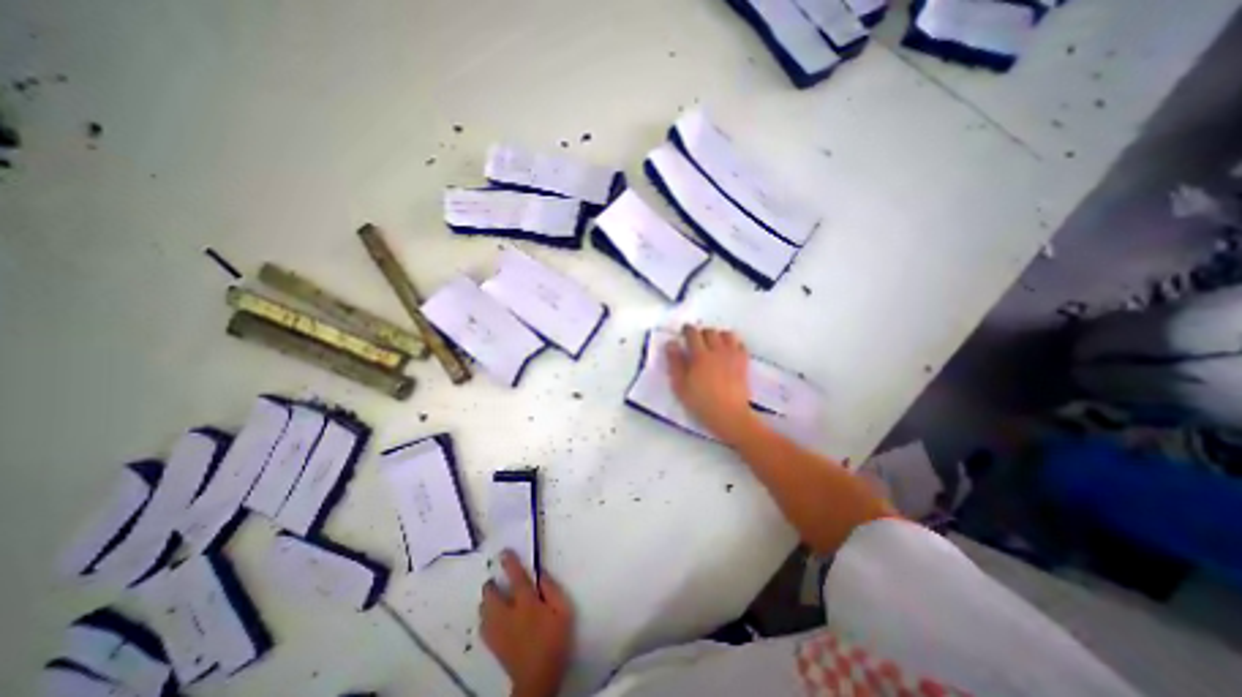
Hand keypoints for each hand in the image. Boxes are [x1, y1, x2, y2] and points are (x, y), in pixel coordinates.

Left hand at [482, 551, 572, 695]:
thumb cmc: (555, 640)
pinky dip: (486, 617)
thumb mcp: (563, 611)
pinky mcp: (493, 645)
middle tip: (496, 581)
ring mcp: (498, 631)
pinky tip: (492, 618)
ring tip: (495, 598)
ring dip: (487, 601)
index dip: (509, 563)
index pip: (516, 578)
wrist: (538, 679)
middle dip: (491, 585)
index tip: (504, 552)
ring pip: (484, 610)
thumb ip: (552, 590)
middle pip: (491, 595)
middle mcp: (508, 614)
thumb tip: (541, 574)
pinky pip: (483, 626)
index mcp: (527, 603)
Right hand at [671, 325, 755, 443]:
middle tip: (696, 340)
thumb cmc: (701, 402)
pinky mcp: (743, 363)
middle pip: (710, 332)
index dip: (687, 330)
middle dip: (701, 333)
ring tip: (713, 344)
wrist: (729, 415)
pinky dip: (733, 343)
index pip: (693, 334)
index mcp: (700, 356)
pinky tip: (728, 351)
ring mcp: (732, 356)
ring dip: (718, 335)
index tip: (683, 332)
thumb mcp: (680, 386)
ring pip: (727, 334)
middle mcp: (717, 351)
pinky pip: (740, 344)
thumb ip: (675, 362)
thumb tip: (671, 344)